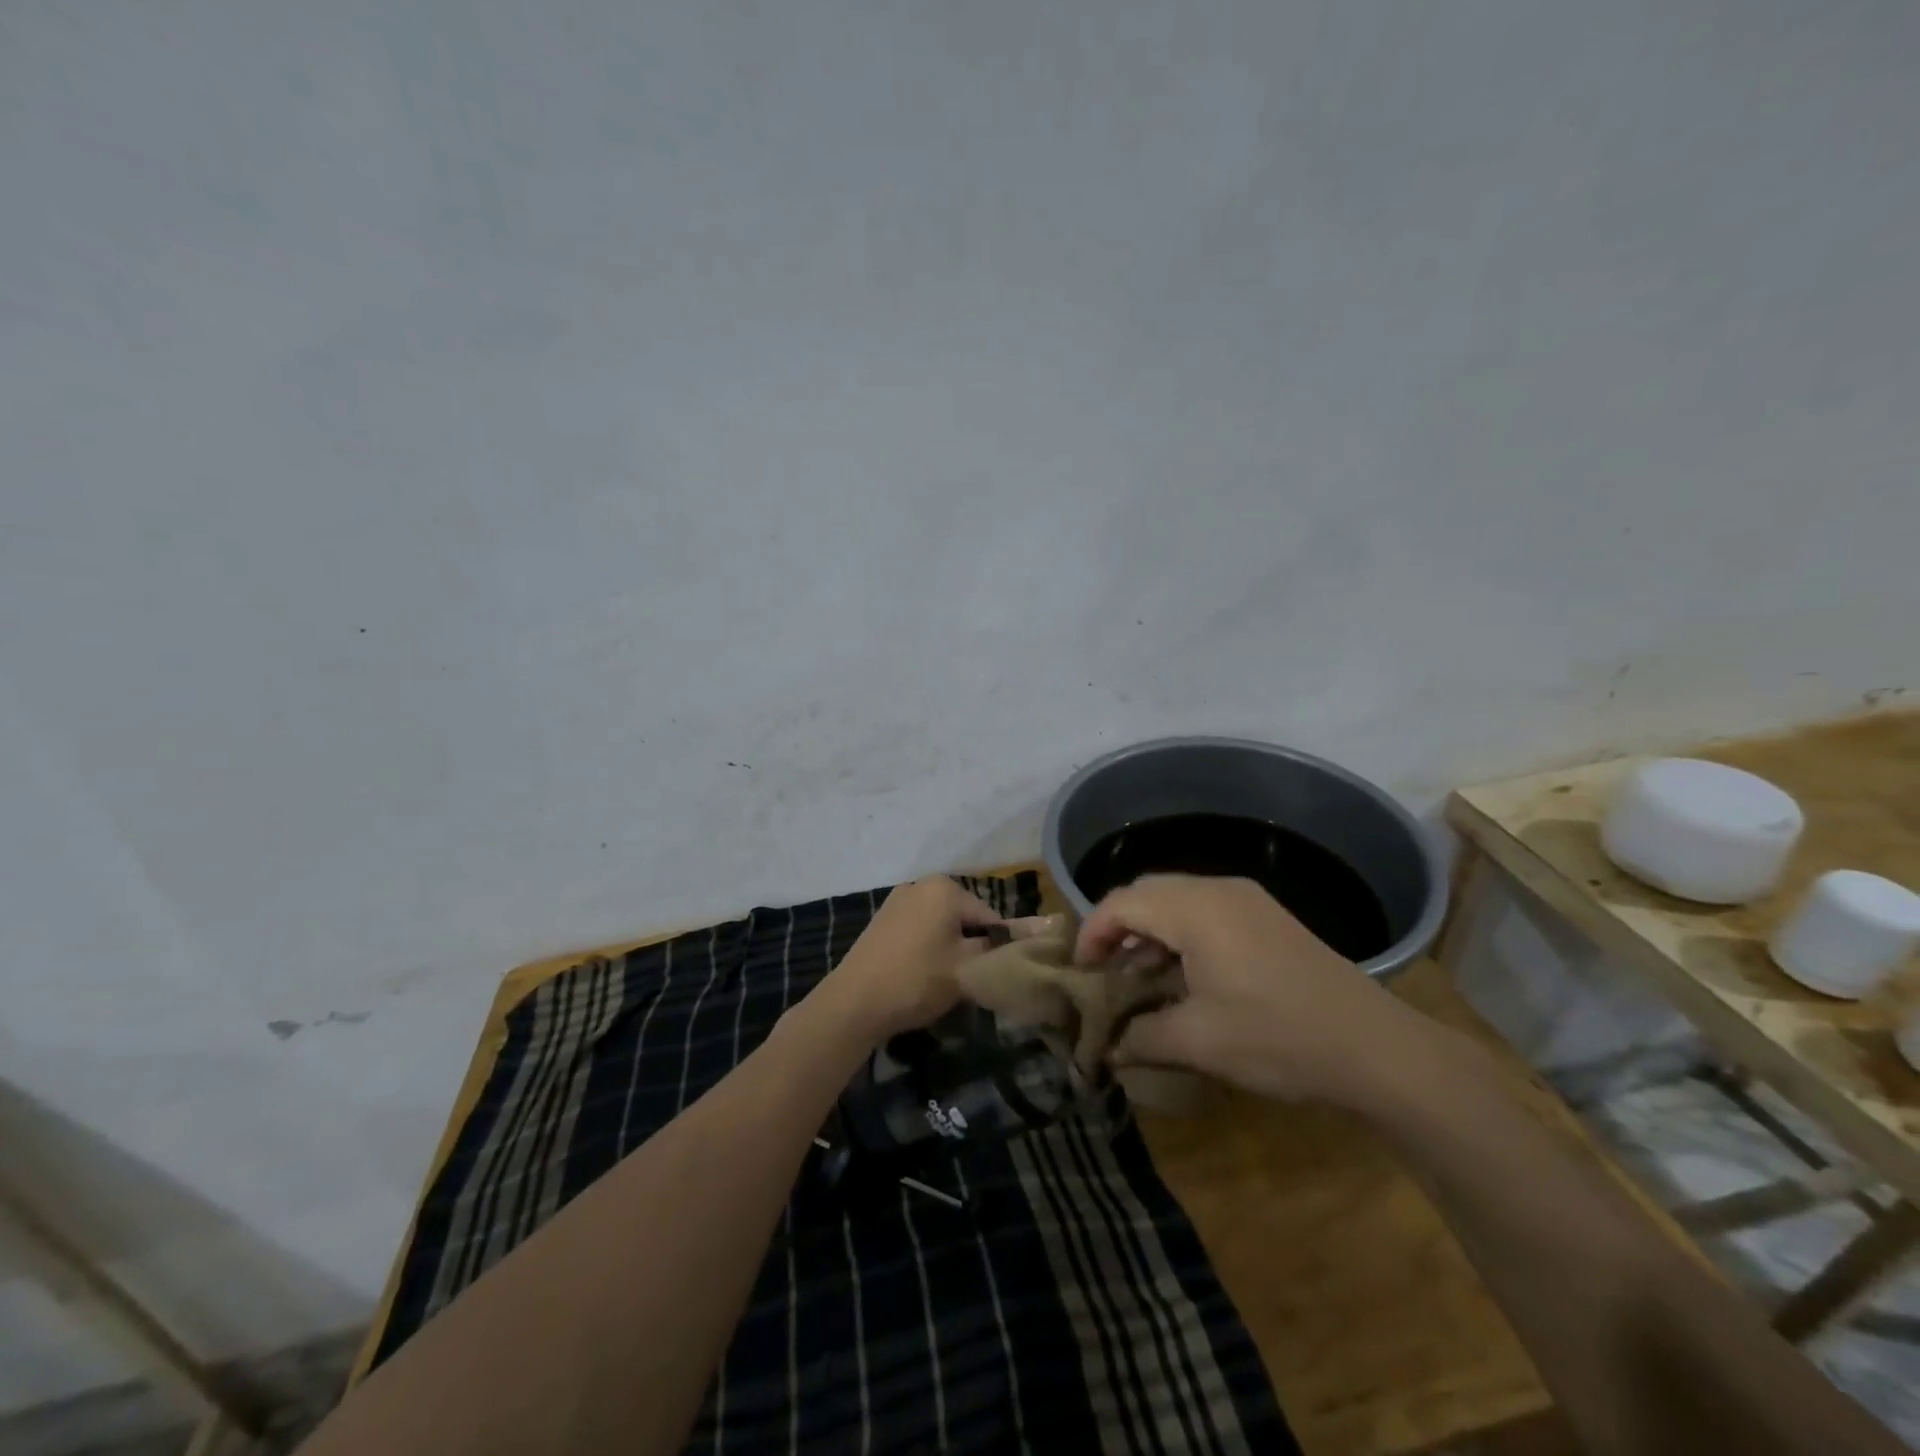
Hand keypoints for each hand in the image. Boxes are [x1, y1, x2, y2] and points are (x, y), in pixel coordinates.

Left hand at [820, 877, 1036, 1041]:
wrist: (854, 1003)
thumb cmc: (918, 980)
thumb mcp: (968, 968)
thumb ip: (1002, 949)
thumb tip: (1040, 932)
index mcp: (945, 888)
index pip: (991, 917)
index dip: (1000, 948)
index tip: (998, 975)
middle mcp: (921, 884)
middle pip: (966, 917)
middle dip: (973, 946)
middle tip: (972, 981)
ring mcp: (897, 900)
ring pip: (942, 924)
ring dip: (951, 948)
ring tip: (947, 981)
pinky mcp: (882, 919)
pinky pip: (919, 929)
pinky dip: (928, 947)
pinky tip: (922, 974)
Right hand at [1075, 874, 1438, 1105]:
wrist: (1376, 1048)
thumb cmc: (1278, 1038)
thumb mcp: (1199, 1043)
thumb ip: (1139, 1038)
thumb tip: (1103, 1050)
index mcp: (1195, 909)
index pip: (1122, 903)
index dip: (1091, 933)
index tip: (1079, 973)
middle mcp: (1218, 889)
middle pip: (1146, 891)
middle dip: (1116, 927)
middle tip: (1103, 972)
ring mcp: (1247, 899)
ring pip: (1175, 898)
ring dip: (1148, 930)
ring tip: (1137, 976)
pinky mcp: (1266, 916)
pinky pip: (1204, 909)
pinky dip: (1179, 932)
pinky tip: (1182, 974)